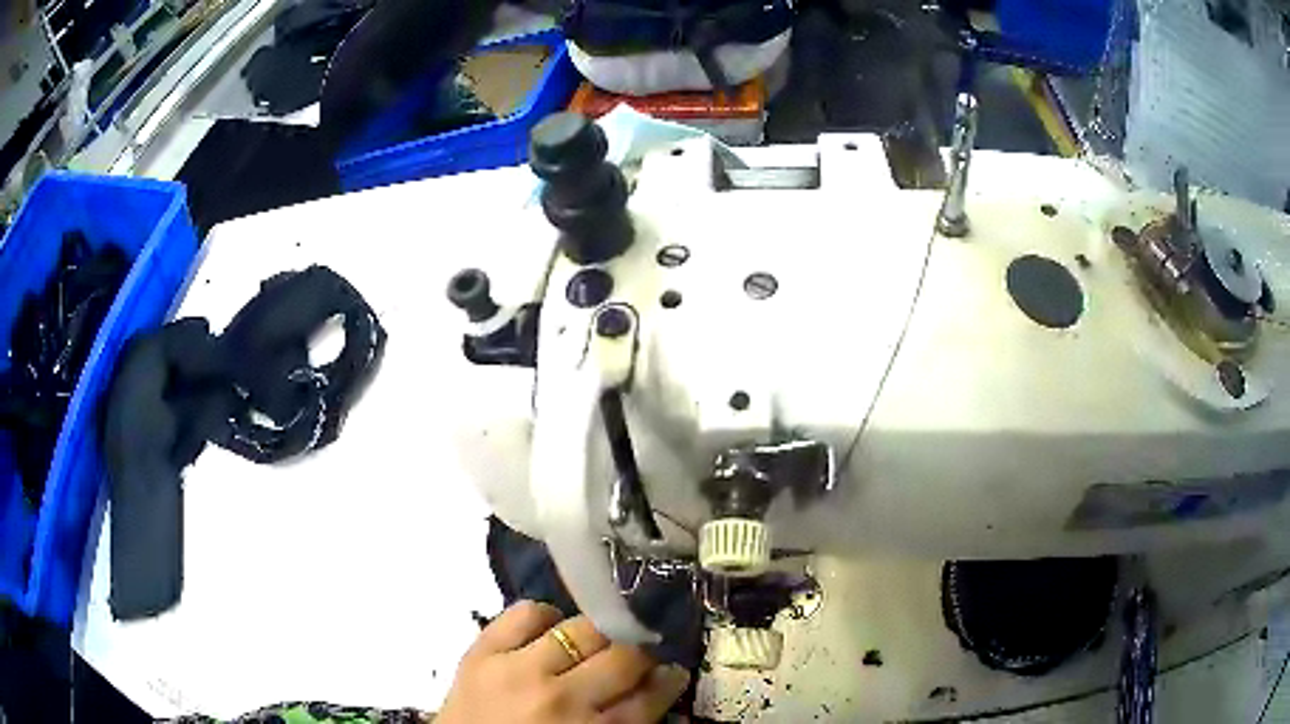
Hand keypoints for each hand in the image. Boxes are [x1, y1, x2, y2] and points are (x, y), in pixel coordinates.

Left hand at [436, 601, 690, 723]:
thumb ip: (623, 723)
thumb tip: (656, 686)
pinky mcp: (481, 651)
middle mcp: (561, 699)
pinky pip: (525, 613)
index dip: (667, 680)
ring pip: (582, 628)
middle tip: (632, 658)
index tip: (671, 672)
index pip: (649, 698)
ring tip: (590, 645)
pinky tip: (547, 632)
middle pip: (621, 657)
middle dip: (637, 654)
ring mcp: (518, 670)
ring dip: (596, 635)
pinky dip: (544, 617)